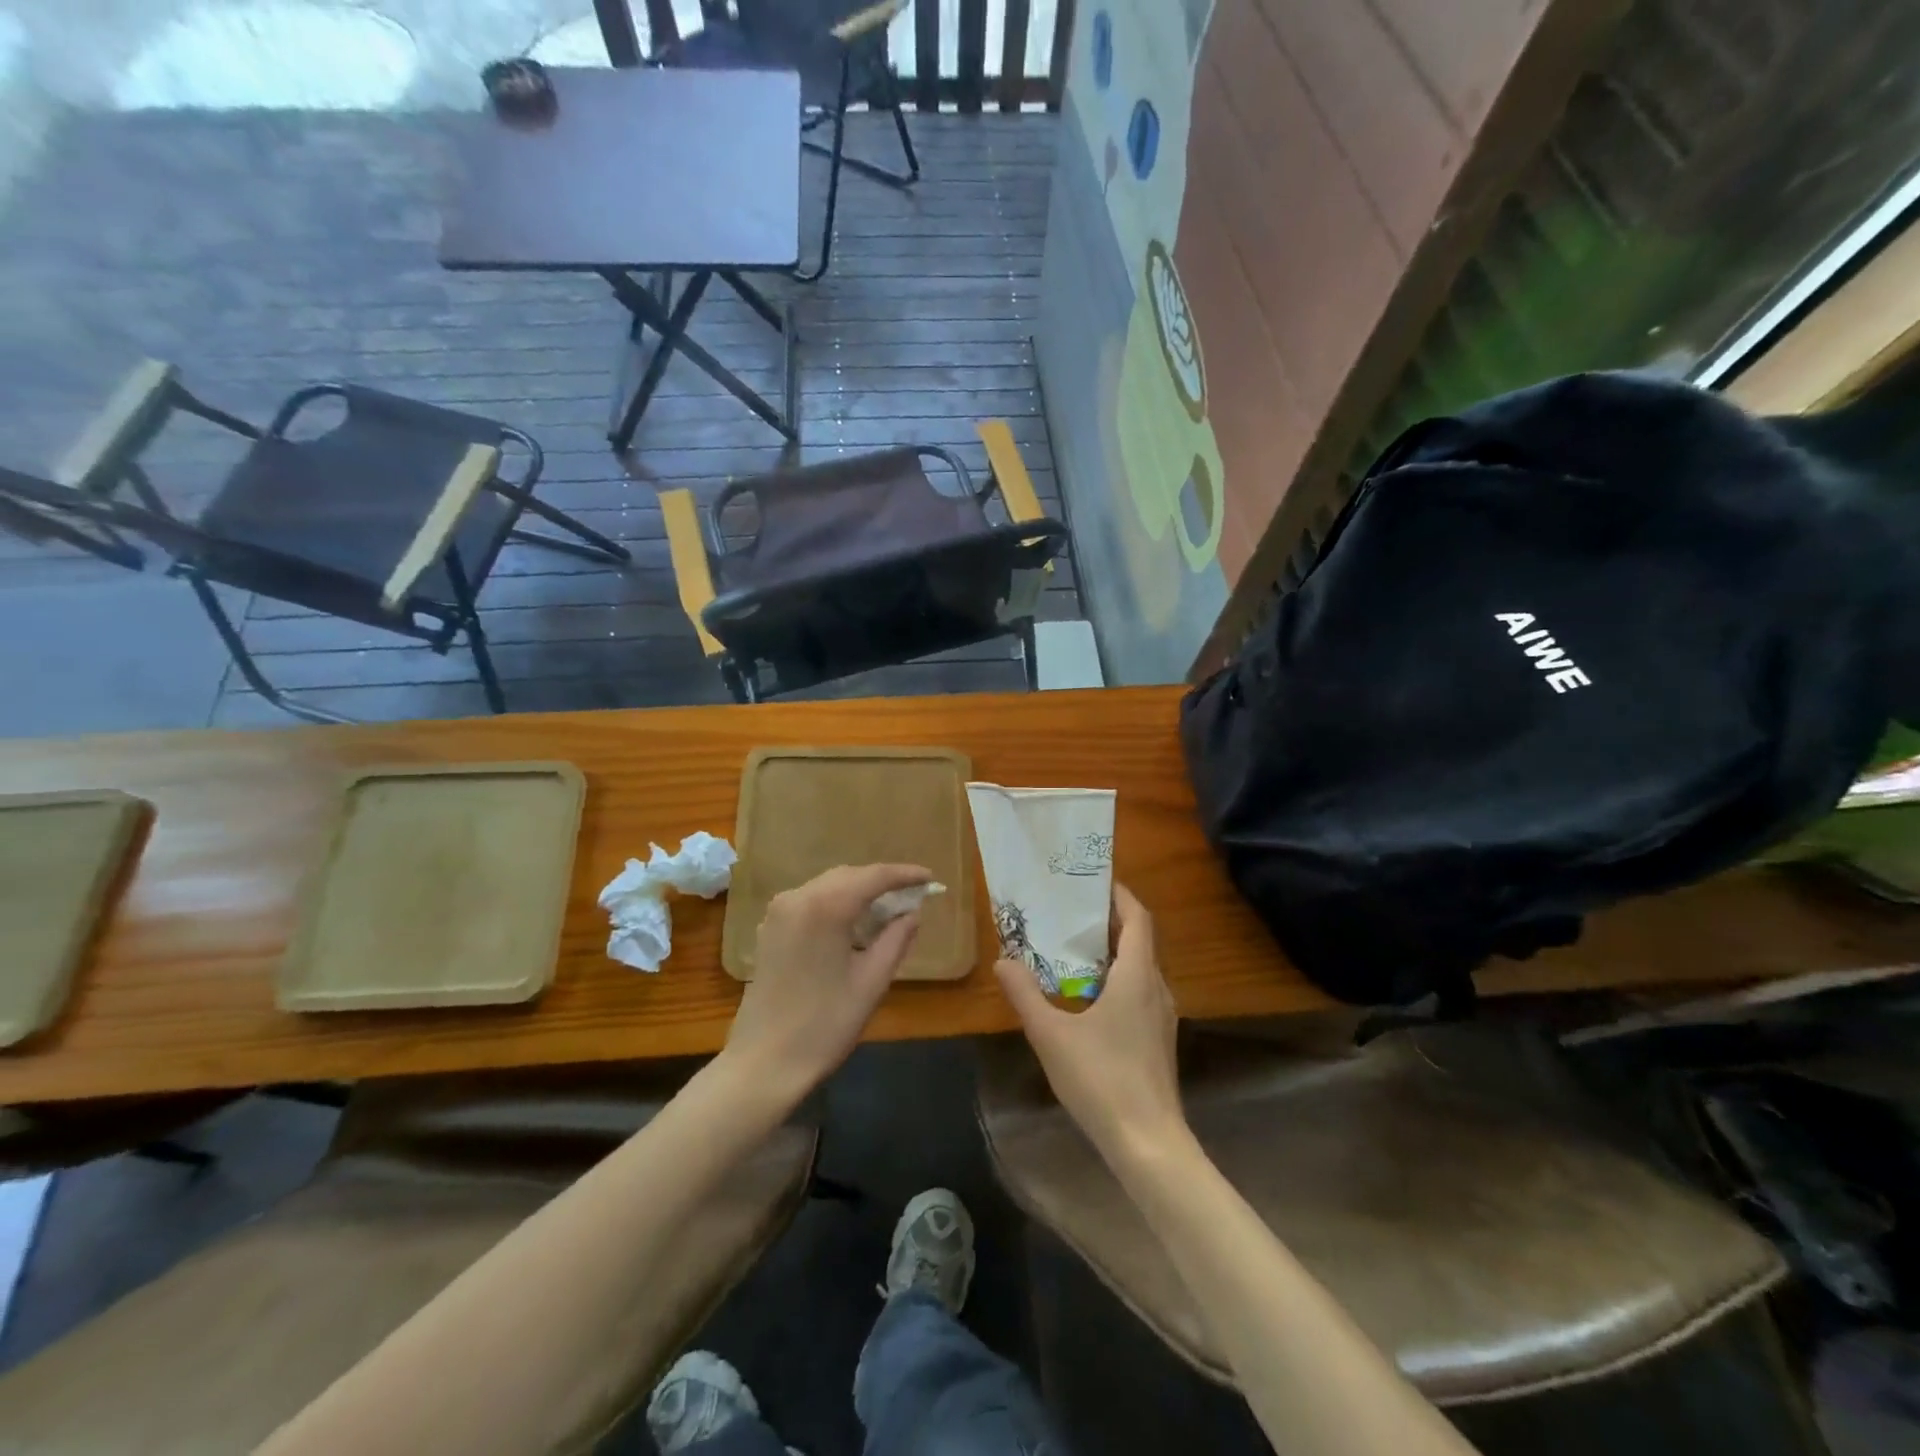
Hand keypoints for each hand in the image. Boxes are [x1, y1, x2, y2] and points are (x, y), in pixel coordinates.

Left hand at [723, 863, 931, 1104]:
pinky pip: (811, 901)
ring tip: (888, 910)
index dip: (905, 875)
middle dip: (882, 882)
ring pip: (829, 886)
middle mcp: (798, 897)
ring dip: (859, 892)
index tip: (930, 878)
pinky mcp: (770, 929)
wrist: (763, 1063)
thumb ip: (896, 939)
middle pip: (849, 876)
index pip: (874, 876)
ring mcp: (779, 912)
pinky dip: (836, 904)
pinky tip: (854, 924)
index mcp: (826, 906)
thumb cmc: (825, 1024)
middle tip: (913, 895)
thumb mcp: (872, 982)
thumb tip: (911, 914)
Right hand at [993, 883, 1184, 1159]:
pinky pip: (1139, 991)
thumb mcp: (1051, 1034)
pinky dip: (1117, 978)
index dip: (1120, 895)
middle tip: (1070, 912)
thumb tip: (1003, 960)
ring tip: (1073, 948)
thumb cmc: (1101, 1080)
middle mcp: (1157, 989)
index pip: (1138, 918)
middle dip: (1109, 921)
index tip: (1092, 882)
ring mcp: (1162, 1016)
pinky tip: (1087, 997)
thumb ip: (1025, 994)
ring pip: (1141, 968)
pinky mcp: (1159, 1039)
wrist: (1149, 1144)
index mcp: (1137, 977)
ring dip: (1113, 952)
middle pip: (1139, 940)